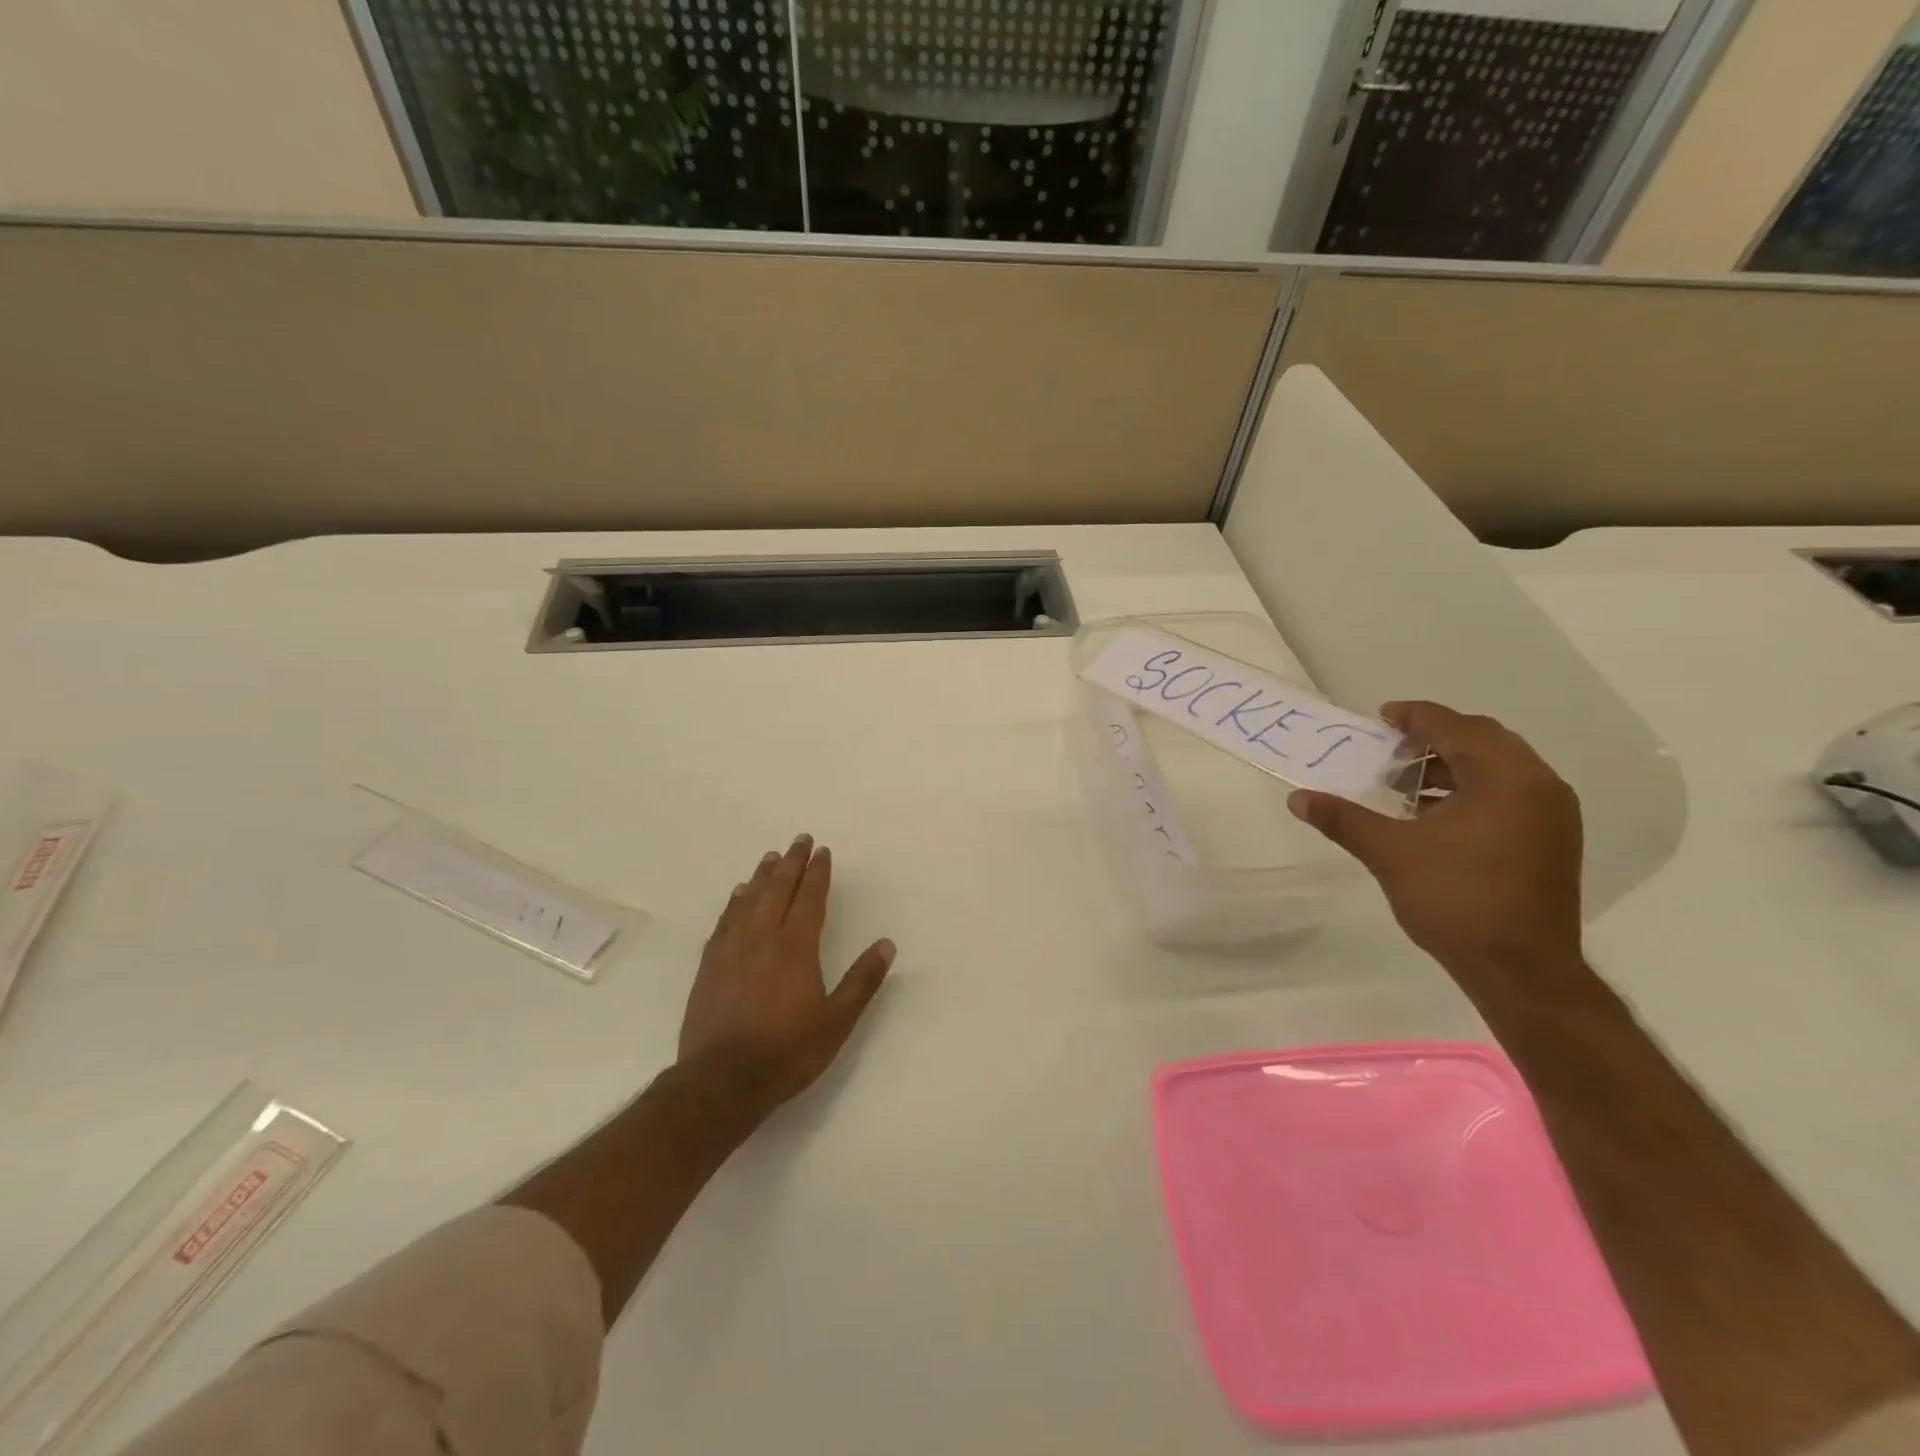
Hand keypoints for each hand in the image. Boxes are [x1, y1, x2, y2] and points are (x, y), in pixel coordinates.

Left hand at [679, 835, 894, 1119]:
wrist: (722, 1081)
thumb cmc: (787, 1051)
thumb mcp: (837, 1021)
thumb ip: (862, 980)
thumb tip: (886, 944)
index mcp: (796, 947)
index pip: (809, 898)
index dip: (817, 873)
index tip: (822, 852)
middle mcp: (763, 938)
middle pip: (778, 889)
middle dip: (791, 863)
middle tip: (799, 840)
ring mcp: (731, 949)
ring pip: (749, 900)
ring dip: (763, 876)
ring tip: (771, 858)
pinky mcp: (709, 966)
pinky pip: (724, 921)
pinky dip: (734, 902)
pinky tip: (738, 895)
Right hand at [1288, 701, 1584, 983]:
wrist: (1521, 970)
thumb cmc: (1456, 900)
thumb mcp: (1390, 853)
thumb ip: (1344, 819)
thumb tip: (1297, 798)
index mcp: (1505, 779)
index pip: (1456, 728)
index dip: (1415, 717)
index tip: (1381, 718)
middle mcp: (1539, 786)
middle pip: (1484, 740)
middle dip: (1435, 738)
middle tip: (1391, 750)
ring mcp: (1552, 815)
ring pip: (1499, 768)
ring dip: (1452, 765)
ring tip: (1406, 785)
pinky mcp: (1552, 841)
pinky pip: (1510, 793)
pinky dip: (1472, 789)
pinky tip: (1435, 815)